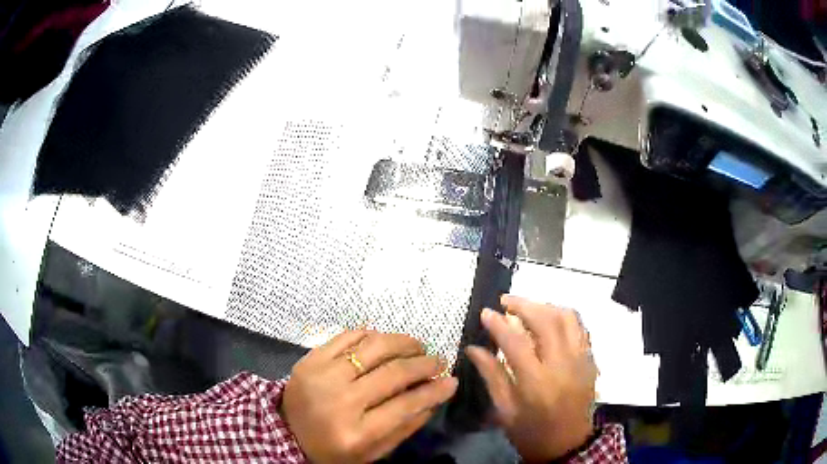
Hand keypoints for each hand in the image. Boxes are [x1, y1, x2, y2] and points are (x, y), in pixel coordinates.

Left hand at [281, 330, 457, 463]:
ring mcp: (322, 376)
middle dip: (424, 363)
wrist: (286, 433)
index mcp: (357, 432)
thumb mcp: (373, 452)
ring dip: (402, 342)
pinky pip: (346, 337)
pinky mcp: (309, 359)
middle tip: (438, 360)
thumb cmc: (333, 448)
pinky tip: (383, 338)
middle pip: (393, 373)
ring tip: (416, 345)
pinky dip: (370, 334)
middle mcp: (340, 401)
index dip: (434, 390)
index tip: (452, 380)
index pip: (406, 404)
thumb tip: (435, 397)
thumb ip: (405, 427)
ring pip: (372, 347)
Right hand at [466, 295, 596, 462]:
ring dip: (546, 306)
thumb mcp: (504, 410)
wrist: (567, 445)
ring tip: (528, 307)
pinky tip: (550, 319)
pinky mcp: (591, 360)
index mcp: (536, 383)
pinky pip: (580, 328)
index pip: (516, 342)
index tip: (485, 312)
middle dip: (524, 305)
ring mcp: (581, 361)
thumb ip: (491, 375)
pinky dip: (564, 317)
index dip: (498, 324)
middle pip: (546, 321)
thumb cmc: (530, 432)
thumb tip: (474, 348)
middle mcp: (562, 366)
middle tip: (505, 301)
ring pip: (568, 318)